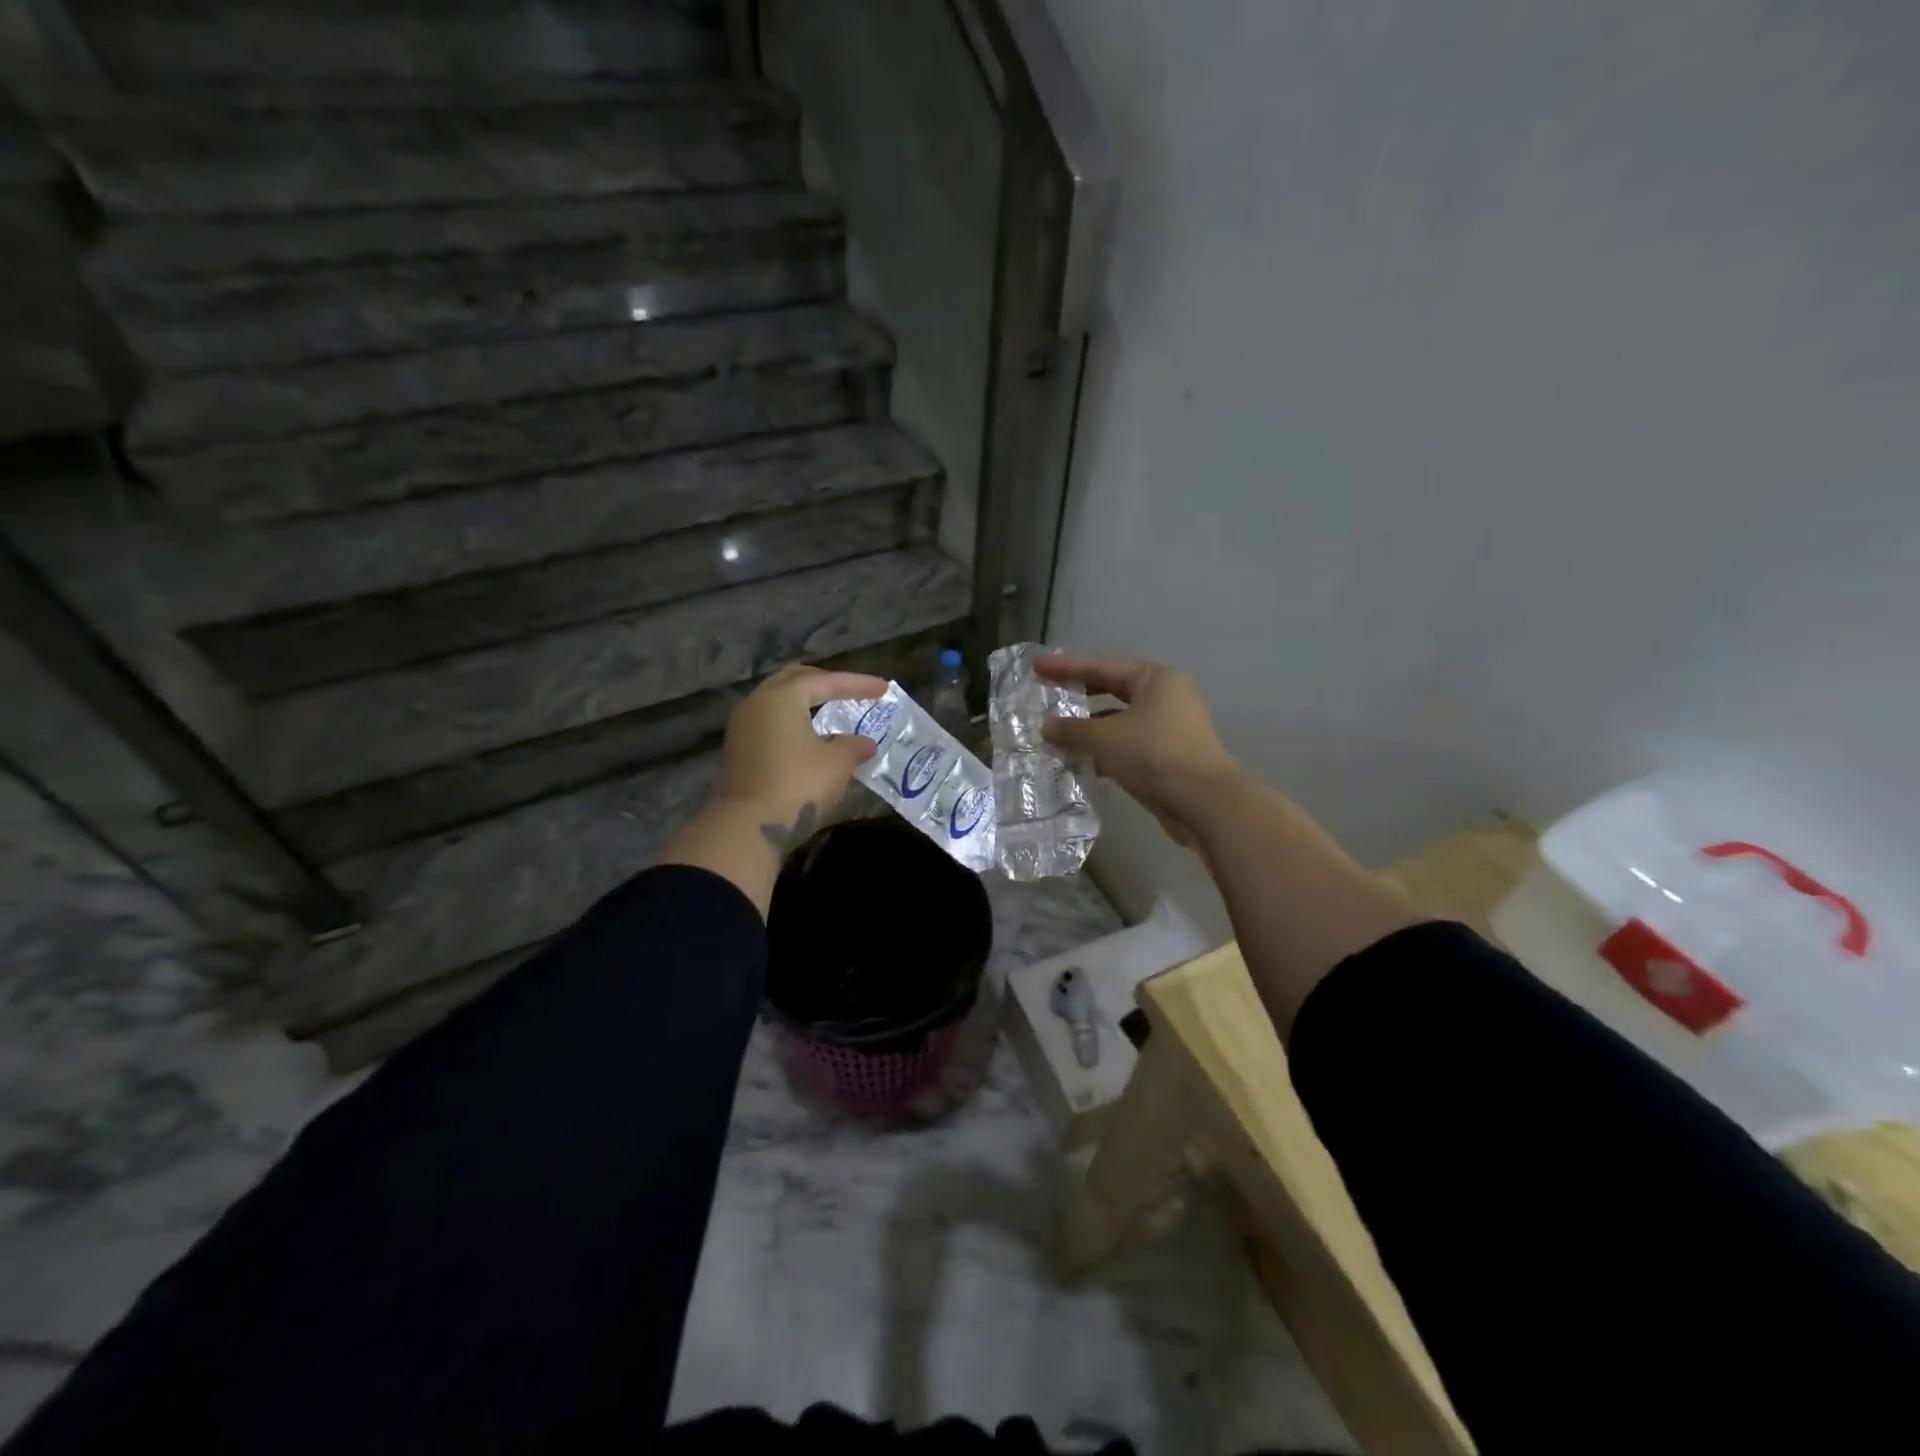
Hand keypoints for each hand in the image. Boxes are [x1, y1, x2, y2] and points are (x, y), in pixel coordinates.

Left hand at [717, 665, 886, 851]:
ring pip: (778, 702)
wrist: (749, 827)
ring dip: (806, 703)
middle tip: (850, 690)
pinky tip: (809, 737)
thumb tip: (865, 744)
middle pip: (795, 681)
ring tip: (830, 711)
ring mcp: (742, 726)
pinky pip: (770, 722)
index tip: (883, 688)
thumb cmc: (798, 784)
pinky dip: (793, 721)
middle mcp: (757, 702)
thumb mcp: (837, 763)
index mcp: (782, 697)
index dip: (857, 684)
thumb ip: (854, 746)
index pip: (825, 681)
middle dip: (825, 683)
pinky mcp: (738, 750)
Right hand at [1037, 654, 1238, 845]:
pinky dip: (1107, 749)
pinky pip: (1130, 743)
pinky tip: (1083, 762)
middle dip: (1079, 695)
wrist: (1203, 801)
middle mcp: (1167, 696)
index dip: (1066, 667)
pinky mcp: (1171, 754)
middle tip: (1048, 694)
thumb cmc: (1153, 755)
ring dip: (1091, 728)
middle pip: (1113, 689)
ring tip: (1059, 736)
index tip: (1037, 667)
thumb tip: (1047, 727)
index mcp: (1155, 679)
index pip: (1102, 666)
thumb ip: (1072, 729)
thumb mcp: (1104, 739)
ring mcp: (1171, 726)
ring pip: (1121, 720)